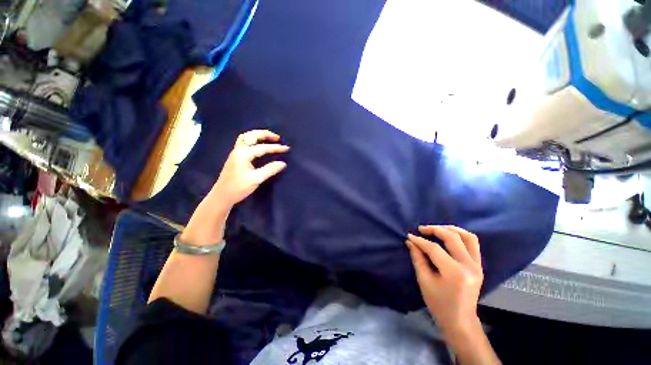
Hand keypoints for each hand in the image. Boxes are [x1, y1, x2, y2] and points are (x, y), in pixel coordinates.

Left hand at [212, 130, 289, 206]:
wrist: (222, 195)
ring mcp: (235, 153)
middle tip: (277, 137)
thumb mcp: (256, 179)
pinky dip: (253, 139)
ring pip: (246, 137)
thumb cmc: (238, 188)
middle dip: (265, 134)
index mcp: (243, 154)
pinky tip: (258, 144)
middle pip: (251, 135)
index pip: (262, 148)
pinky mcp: (235, 157)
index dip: (275, 148)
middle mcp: (238, 150)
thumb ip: (270, 169)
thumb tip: (283, 163)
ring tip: (269, 138)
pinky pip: (244, 142)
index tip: (287, 148)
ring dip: (258, 135)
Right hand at [406, 225, 482, 333]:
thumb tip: (410, 241)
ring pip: (467, 237)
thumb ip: (418, 258)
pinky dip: (460, 235)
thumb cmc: (439, 304)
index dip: (420, 241)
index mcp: (455, 273)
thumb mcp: (424, 281)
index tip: (409, 235)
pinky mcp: (479, 266)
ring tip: (436, 228)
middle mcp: (469, 266)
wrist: (460, 320)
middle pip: (452, 238)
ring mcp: (477, 265)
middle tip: (421, 229)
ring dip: (450, 229)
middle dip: (435, 229)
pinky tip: (449, 235)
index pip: (435, 249)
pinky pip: (473, 243)